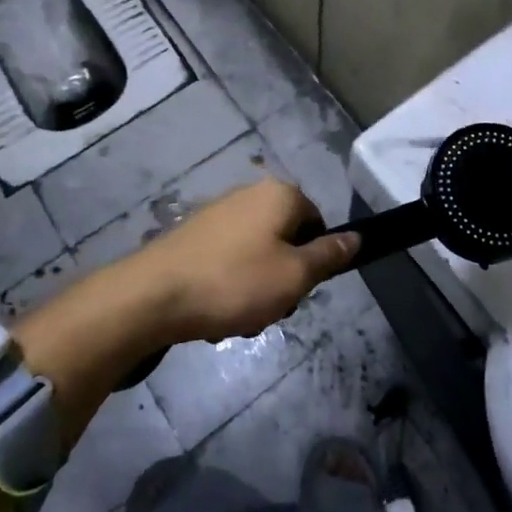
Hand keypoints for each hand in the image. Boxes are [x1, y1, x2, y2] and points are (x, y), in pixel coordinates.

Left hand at [134, 179, 360, 343]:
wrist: (153, 295)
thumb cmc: (234, 283)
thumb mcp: (294, 276)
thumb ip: (329, 255)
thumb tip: (358, 237)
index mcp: (279, 195)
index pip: (318, 223)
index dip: (315, 260)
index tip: (299, 290)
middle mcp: (249, 194)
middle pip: (286, 240)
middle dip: (282, 278)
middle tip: (269, 308)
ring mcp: (218, 213)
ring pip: (256, 255)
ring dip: (255, 289)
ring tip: (237, 317)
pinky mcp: (194, 234)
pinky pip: (227, 261)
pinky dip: (227, 286)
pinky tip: (214, 312)